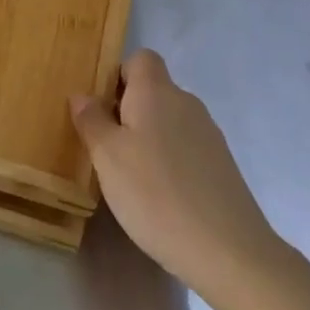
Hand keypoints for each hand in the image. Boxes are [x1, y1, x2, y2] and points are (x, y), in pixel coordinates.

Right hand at [72, 50, 282, 296]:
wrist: (228, 251)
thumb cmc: (155, 194)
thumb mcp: (108, 157)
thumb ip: (92, 121)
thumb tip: (82, 95)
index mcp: (157, 91)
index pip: (140, 58)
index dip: (118, 75)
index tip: (101, 109)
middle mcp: (186, 102)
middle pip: (153, 90)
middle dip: (127, 111)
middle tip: (105, 148)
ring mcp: (209, 134)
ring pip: (168, 120)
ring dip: (147, 138)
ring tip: (130, 177)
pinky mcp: (221, 164)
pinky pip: (185, 146)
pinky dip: (169, 160)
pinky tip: (160, 196)